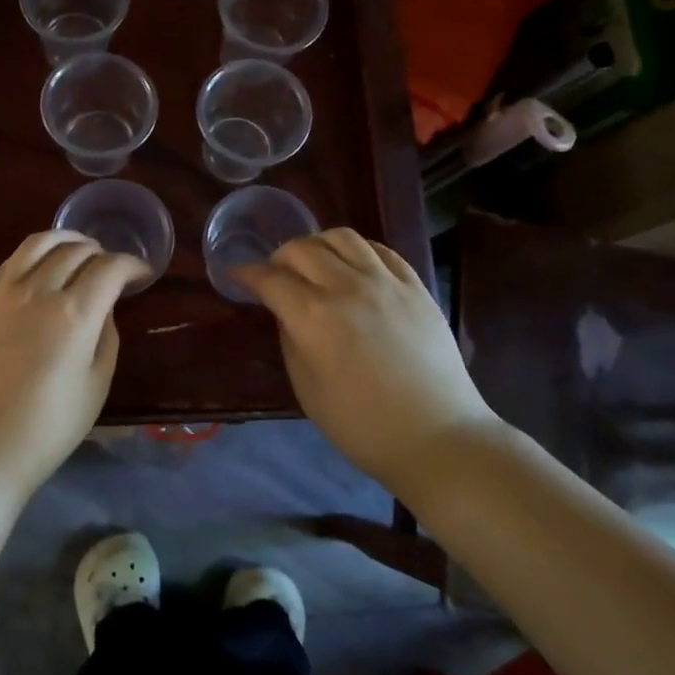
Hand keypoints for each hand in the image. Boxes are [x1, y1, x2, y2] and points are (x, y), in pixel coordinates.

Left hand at [0, 231, 146, 501]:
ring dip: (65, 239)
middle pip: (75, 250)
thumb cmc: (45, 430)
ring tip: (78, 249)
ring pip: (37, 243)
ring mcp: (1, 293)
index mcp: (73, 314)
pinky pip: (10, 263)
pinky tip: (39, 270)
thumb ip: (105, 337)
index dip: (132, 265)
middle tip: (112, 268)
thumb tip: (102, 309)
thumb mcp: (95, 387)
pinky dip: (33, 256)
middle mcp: (37, 291)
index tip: (142, 274)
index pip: (110, 268)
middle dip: (102, 252)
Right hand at [232, 229, 497, 489]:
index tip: (237, 275)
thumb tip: (286, 311)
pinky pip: (381, 250)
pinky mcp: (416, 287)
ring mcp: (386, 283)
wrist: (436, 437)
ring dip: (317, 244)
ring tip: (314, 263)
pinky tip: (353, 266)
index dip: (248, 274)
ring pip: (342, 237)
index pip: (271, 279)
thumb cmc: (361, 425)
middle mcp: (347, 288)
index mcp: (314, 317)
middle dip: (279, 257)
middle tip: (275, 274)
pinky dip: (357, 250)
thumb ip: (291, 340)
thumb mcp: (307, 388)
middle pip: (303, 249)